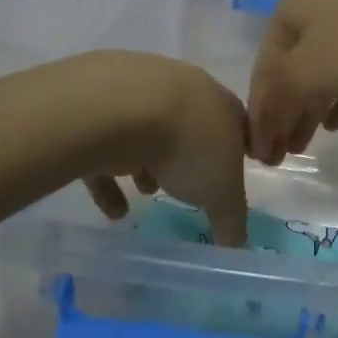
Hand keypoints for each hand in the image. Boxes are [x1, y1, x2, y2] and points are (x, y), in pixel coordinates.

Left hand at [78, 53, 250, 246]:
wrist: (121, 108)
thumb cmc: (188, 146)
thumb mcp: (222, 193)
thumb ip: (232, 220)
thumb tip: (237, 247)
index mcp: (222, 104)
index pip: (237, 128)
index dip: (234, 154)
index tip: (226, 179)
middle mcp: (185, 90)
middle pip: (191, 126)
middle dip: (188, 158)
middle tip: (185, 187)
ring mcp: (141, 91)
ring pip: (149, 131)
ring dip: (148, 163)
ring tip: (145, 194)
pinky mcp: (101, 104)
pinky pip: (109, 143)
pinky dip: (110, 175)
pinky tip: (111, 208)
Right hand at [247, 0, 337, 163]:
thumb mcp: (307, 71)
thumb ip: (278, 100)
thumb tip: (261, 125)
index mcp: (291, 12)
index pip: (264, 68)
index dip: (258, 113)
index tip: (256, 153)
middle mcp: (319, 12)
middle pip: (292, 71)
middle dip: (283, 114)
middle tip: (278, 157)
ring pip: (324, 74)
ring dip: (309, 110)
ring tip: (302, 147)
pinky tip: (334, 124)